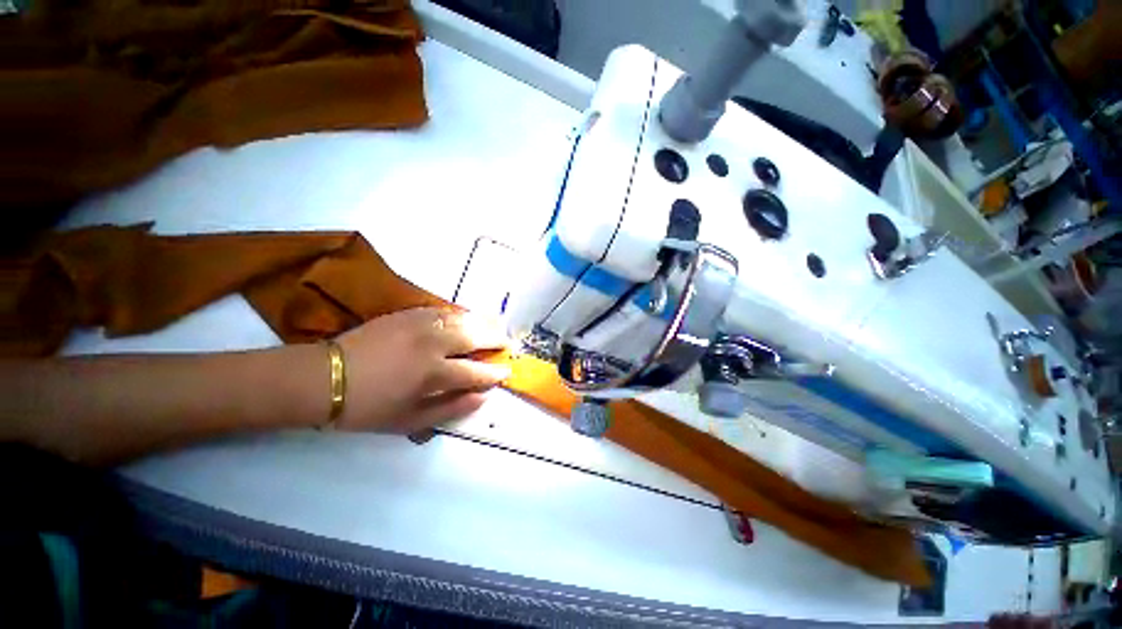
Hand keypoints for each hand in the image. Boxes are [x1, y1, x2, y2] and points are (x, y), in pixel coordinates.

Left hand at [334, 308, 511, 432]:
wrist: (325, 378)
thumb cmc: (368, 407)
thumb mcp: (410, 421)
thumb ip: (452, 408)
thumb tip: (483, 397)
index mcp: (433, 373)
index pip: (477, 370)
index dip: (494, 373)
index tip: (506, 372)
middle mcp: (432, 343)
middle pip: (476, 335)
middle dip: (496, 339)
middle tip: (506, 344)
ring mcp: (420, 324)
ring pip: (462, 318)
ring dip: (482, 323)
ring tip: (493, 328)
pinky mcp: (408, 313)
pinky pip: (444, 310)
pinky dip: (461, 315)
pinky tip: (466, 319)